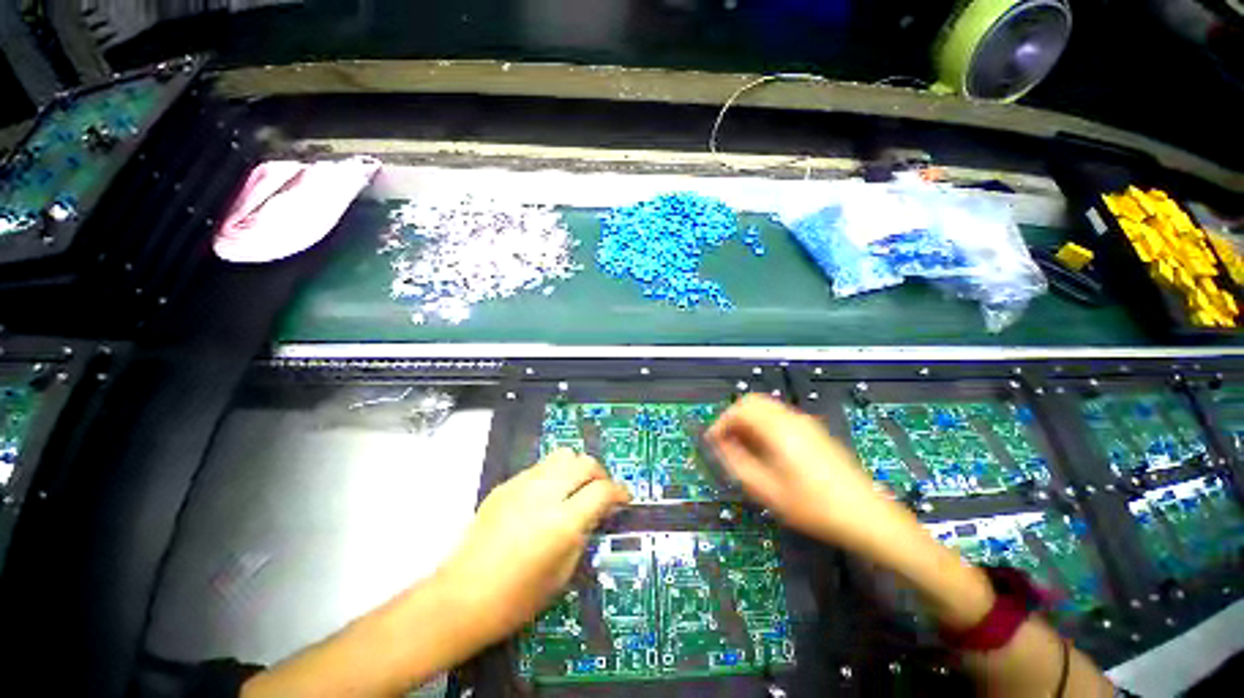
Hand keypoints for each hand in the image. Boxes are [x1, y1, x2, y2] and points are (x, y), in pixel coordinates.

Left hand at [434, 449, 629, 646]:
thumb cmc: (516, 598)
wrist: (462, 597)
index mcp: (562, 522)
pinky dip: (553, 474)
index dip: (619, 491)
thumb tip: (596, 511)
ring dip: (576, 468)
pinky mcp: (507, 484)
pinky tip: (546, 496)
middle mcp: (545, 494)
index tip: (623, 498)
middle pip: (584, 462)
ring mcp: (523, 485)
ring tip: (574, 488)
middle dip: (599, 474)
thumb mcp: (562, 572)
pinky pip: (540, 467)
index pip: (602, 490)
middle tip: (599, 492)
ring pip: (562, 455)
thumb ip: (583, 532)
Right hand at [706, 394, 911, 553]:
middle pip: (752, 402)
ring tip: (744, 450)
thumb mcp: (768, 491)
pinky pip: (780, 417)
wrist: (868, 516)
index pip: (740, 408)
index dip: (721, 422)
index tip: (713, 442)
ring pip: (766, 408)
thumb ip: (737, 463)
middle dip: (734, 419)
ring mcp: (806, 423)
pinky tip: (766, 451)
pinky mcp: (814, 431)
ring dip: (749, 422)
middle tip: (727, 444)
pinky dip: (764, 426)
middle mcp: (792, 418)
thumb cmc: (815, 507)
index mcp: (779, 429)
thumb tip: (720, 445)